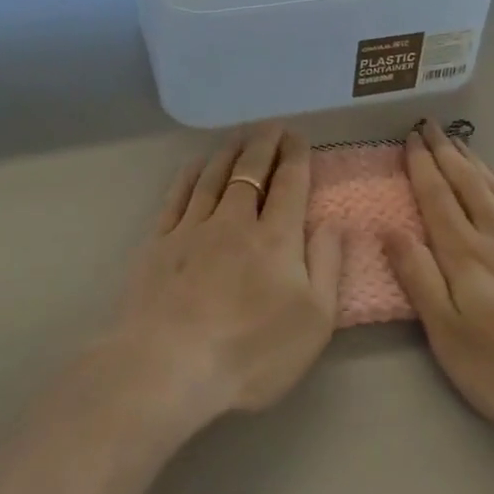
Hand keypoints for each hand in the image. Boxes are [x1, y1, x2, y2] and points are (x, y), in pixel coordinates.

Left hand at [115, 123, 340, 418]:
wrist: (170, 367)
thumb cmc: (251, 352)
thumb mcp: (314, 320)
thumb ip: (327, 266)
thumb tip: (334, 223)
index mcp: (276, 238)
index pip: (289, 183)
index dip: (295, 156)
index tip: (298, 137)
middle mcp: (234, 221)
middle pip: (250, 171)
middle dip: (264, 144)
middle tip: (272, 126)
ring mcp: (192, 229)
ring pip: (214, 176)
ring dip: (230, 152)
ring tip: (240, 136)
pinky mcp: (159, 243)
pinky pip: (178, 196)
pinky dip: (191, 175)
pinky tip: (196, 165)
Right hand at [385, 121, 493, 442]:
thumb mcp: (451, 336)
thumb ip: (419, 279)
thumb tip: (389, 229)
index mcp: (466, 254)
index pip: (437, 197)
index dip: (421, 166)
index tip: (410, 138)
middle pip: (467, 183)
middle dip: (446, 152)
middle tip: (430, 125)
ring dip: (475, 162)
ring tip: (460, 143)